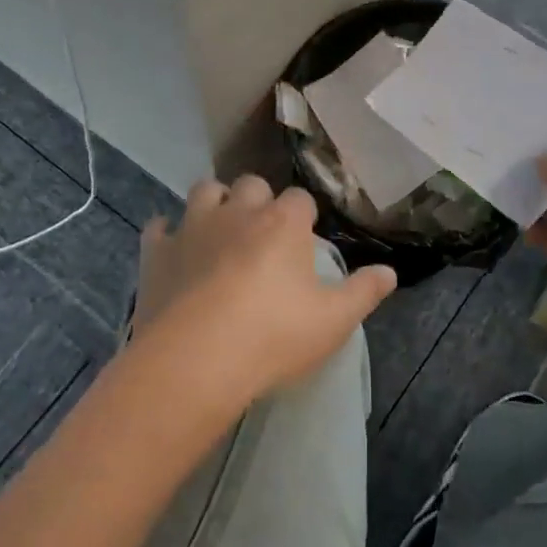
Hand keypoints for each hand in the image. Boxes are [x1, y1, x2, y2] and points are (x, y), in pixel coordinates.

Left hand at [129, 175, 396, 415]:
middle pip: (251, 184)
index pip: (300, 199)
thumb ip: (364, 292)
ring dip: (215, 203)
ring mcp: (193, 227)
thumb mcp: (333, 321)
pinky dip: (169, 232)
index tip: (304, 239)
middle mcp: (238, 211)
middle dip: (258, 200)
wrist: (195, 361)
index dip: (303, 217)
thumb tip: (389, 272)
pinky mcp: (157, 251)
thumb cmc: (273, 337)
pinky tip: (175, 250)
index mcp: (282, 222)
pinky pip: (160, 226)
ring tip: (221, 230)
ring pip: (205, 190)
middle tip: (263, 234)